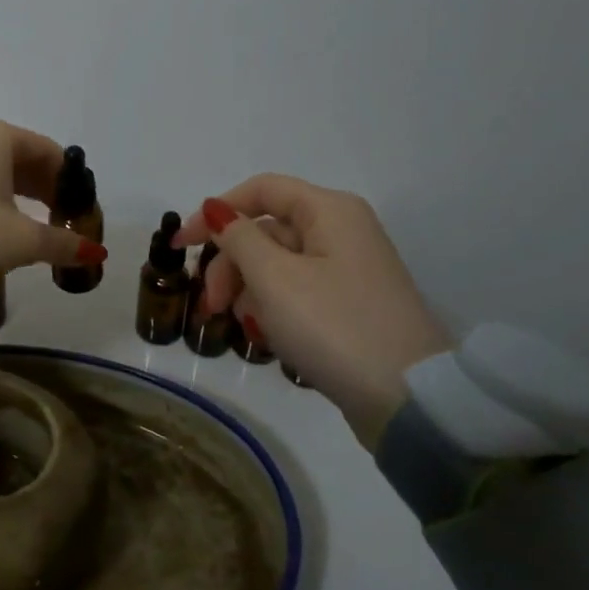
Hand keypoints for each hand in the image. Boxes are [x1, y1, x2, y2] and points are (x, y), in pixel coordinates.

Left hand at [0, 117, 107, 286]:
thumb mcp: (22, 240)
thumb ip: (62, 243)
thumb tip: (97, 253)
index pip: (49, 153)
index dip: (69, 183)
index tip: (79, 213)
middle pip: (22, 159)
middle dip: (44, 190)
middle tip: (60, 222)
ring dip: (18, 195)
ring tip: (32, 228)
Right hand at [177, 175, 449, 448]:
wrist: (408, 399)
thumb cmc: (334, 325)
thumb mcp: (274, 278)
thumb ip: (238, 238)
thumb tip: (216, 209)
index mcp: (329, 211)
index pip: (260, 190)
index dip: (215, 211)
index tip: (180, 245)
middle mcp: (341, 231)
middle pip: (265, 230)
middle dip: (230, 264)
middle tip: (211, 304)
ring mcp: (347, 270)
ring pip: (277, 264)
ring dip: (247, 290)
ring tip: (239, 326)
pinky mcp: (348, 304)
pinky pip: (296, 292)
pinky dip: (272, 307)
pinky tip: (263, 335)